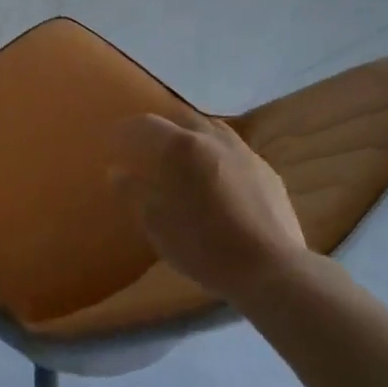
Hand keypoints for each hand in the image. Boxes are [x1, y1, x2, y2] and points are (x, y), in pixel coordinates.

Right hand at [111, 114, 306, 302]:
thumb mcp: (159, 225)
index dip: (128, 128)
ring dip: (194, 137)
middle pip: (182, 119)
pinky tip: (218, 178)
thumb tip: (118, 172)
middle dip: (164, 128)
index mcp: (183, 147)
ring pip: (212, 130)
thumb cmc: (205, 247)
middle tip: (150, 145)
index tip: (115, 137)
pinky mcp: (266, 170)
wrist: (272, 268)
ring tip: (186, 156)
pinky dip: (218, 155)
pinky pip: (235, 151)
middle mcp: (213, 138)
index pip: (148, 124)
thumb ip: (136, 193)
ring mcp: (244, 152)